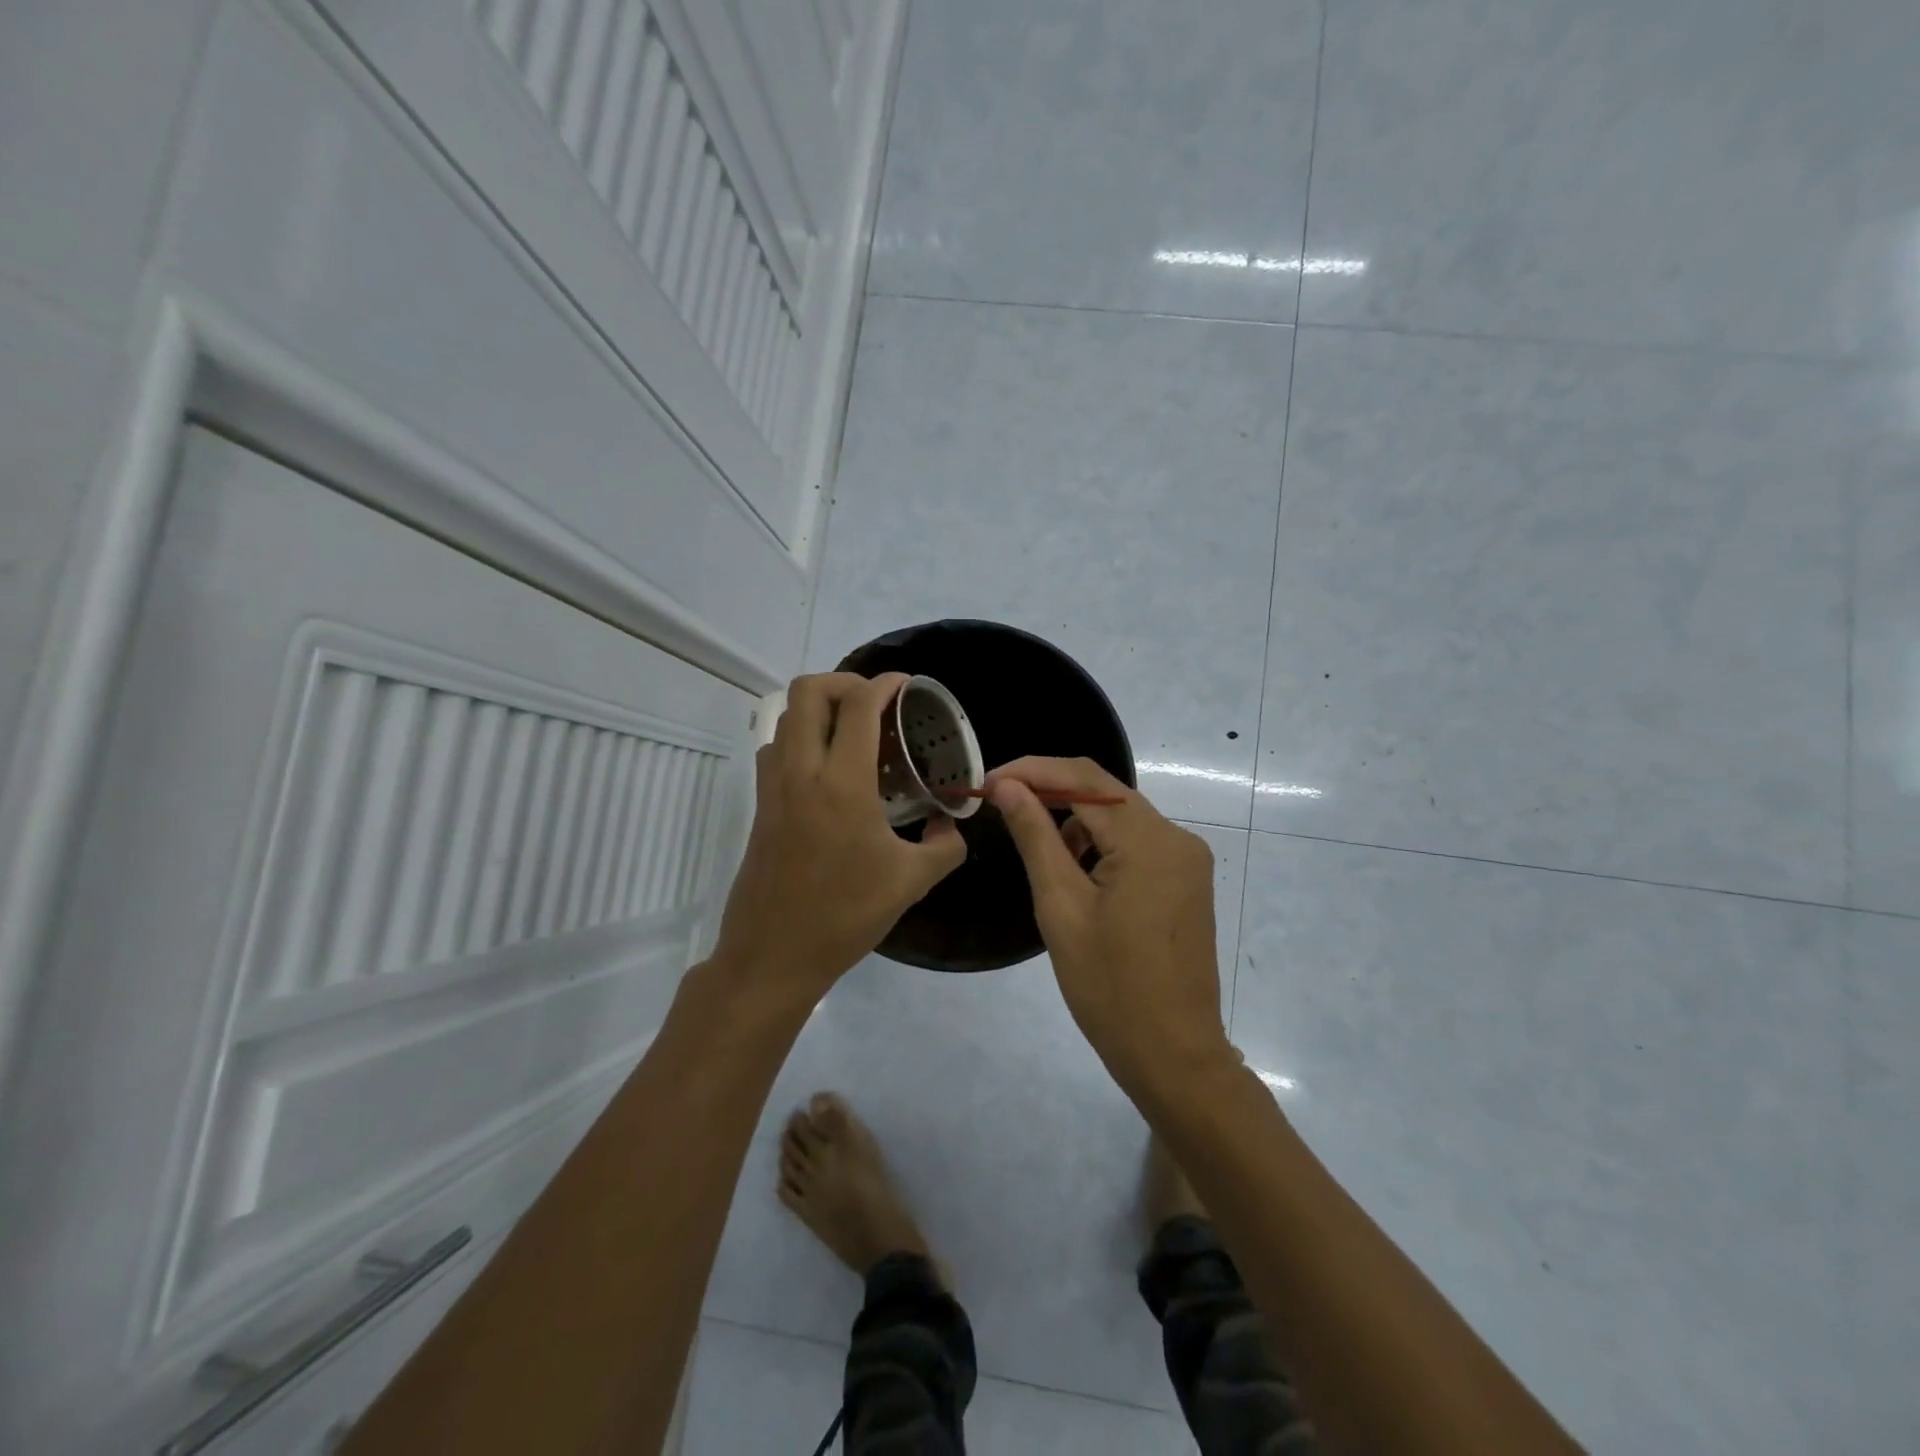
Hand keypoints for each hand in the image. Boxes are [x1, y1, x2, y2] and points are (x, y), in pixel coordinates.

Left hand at [711, 672, 967, 999]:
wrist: (773, 955)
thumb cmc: (845, 916)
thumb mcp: (912, 882)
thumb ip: (945, 846)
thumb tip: (951, 825)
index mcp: (841, 783)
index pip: (858, 705)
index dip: (884, 684)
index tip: (906, 685)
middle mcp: (800, 772)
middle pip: (808, 691)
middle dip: (844, 682)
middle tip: (876, 703)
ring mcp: (773, 788)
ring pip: (785, 718)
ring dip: (818, 710)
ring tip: (853, 733)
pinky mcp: (760, 806)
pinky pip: (776, 749)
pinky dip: (800, 739)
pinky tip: (829, 772)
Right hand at [987, 757, 1231, 1095]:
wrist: (1173, 1055)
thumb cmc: (1109, 986)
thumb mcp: (1061, 906)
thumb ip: (1035, 836)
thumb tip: (1007, 786)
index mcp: (1150, 840)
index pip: (1084, 778)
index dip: (1032, 771)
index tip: (987, 781)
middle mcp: (1177, 837)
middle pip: (1105, 793)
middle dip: (1050, 794)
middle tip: (1000, 806)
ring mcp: (1187, 860)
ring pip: (1119, 818)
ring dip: (1076, 824)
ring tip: (1041, 859)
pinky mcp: (1186, 880)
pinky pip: (1136, 844)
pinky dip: (1100, 847)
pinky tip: (1077, 878)